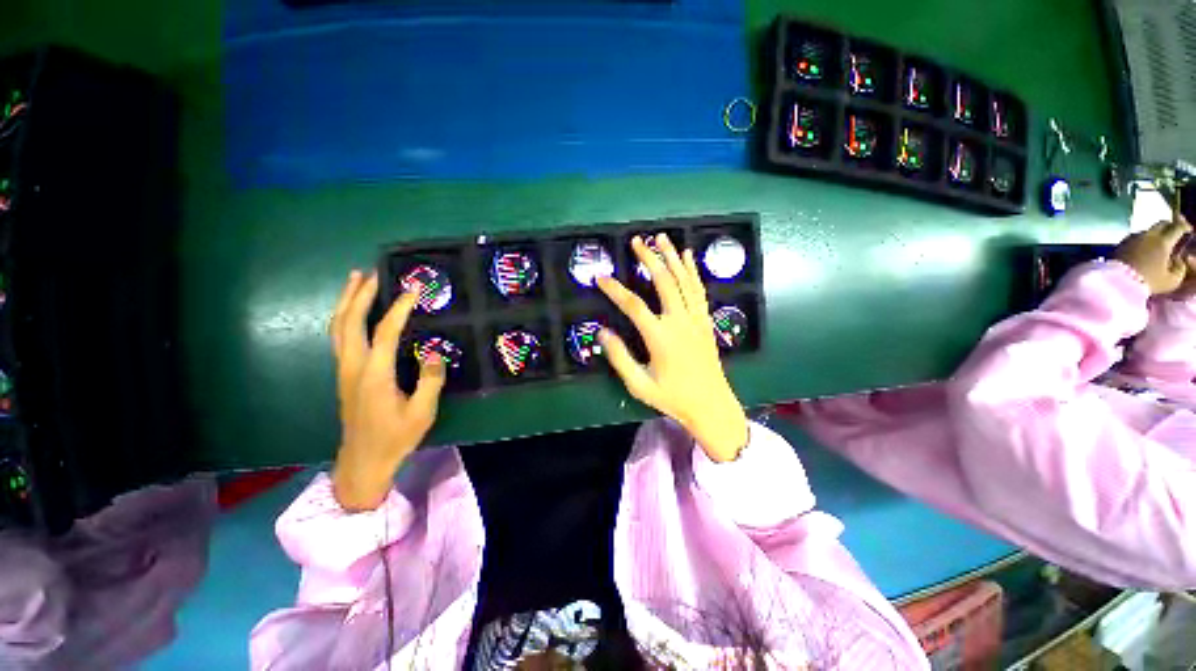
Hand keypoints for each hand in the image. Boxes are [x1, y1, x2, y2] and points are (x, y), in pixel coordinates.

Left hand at [329, 271, 445, 510]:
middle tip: (371, 273)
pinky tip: (353, 312)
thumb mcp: (422, 412)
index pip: (385, 332)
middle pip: (349, 322)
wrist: (363, 461)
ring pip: (338, 328)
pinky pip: (340, 337)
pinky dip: (345, 317)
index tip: (413, 290)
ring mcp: (344, 370)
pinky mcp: (344, 375)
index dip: (399, 309)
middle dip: (358, 295)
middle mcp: (353, 367)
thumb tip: (435, 353)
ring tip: (355, 281)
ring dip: (346, 302)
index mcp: (374, 375)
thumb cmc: (395, 437)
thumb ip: (431, 380)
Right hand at [596, 234, 748, 461]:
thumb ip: (619, 358)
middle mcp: (679, 322)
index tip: (600, 278)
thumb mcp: (639, 384)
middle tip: (637, 241)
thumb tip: (602, 332)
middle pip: (663, 282)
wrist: (710, 404)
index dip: (614, 289)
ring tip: (661, 238)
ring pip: (684, 280)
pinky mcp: (705, 321)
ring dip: (672, 257)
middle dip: (649, 258)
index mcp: (660, 337)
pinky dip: (692, 271)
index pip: (633, 305)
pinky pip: (698, 290)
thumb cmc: (672, 397)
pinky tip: (688, 256)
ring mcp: (695, 319)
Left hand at [1114, 219, 1190, 294]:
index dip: (1185, 227)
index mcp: (1163, 242)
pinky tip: (1144, 249)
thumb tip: (1179, 259)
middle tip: (1175, 232)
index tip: (1189, 230)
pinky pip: (1136, 237)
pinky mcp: (1121, 243)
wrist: (1117, 282)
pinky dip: (1143, 240)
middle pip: (1162, 223)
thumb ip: (1180, 268)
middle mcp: (1148, 235)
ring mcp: (1133, 237)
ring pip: (1148, 230)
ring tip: (1159, 243)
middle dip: (1170, 225)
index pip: (1177, 227)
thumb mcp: (1172, 280)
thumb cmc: (1148, 282)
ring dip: (1155, 234)